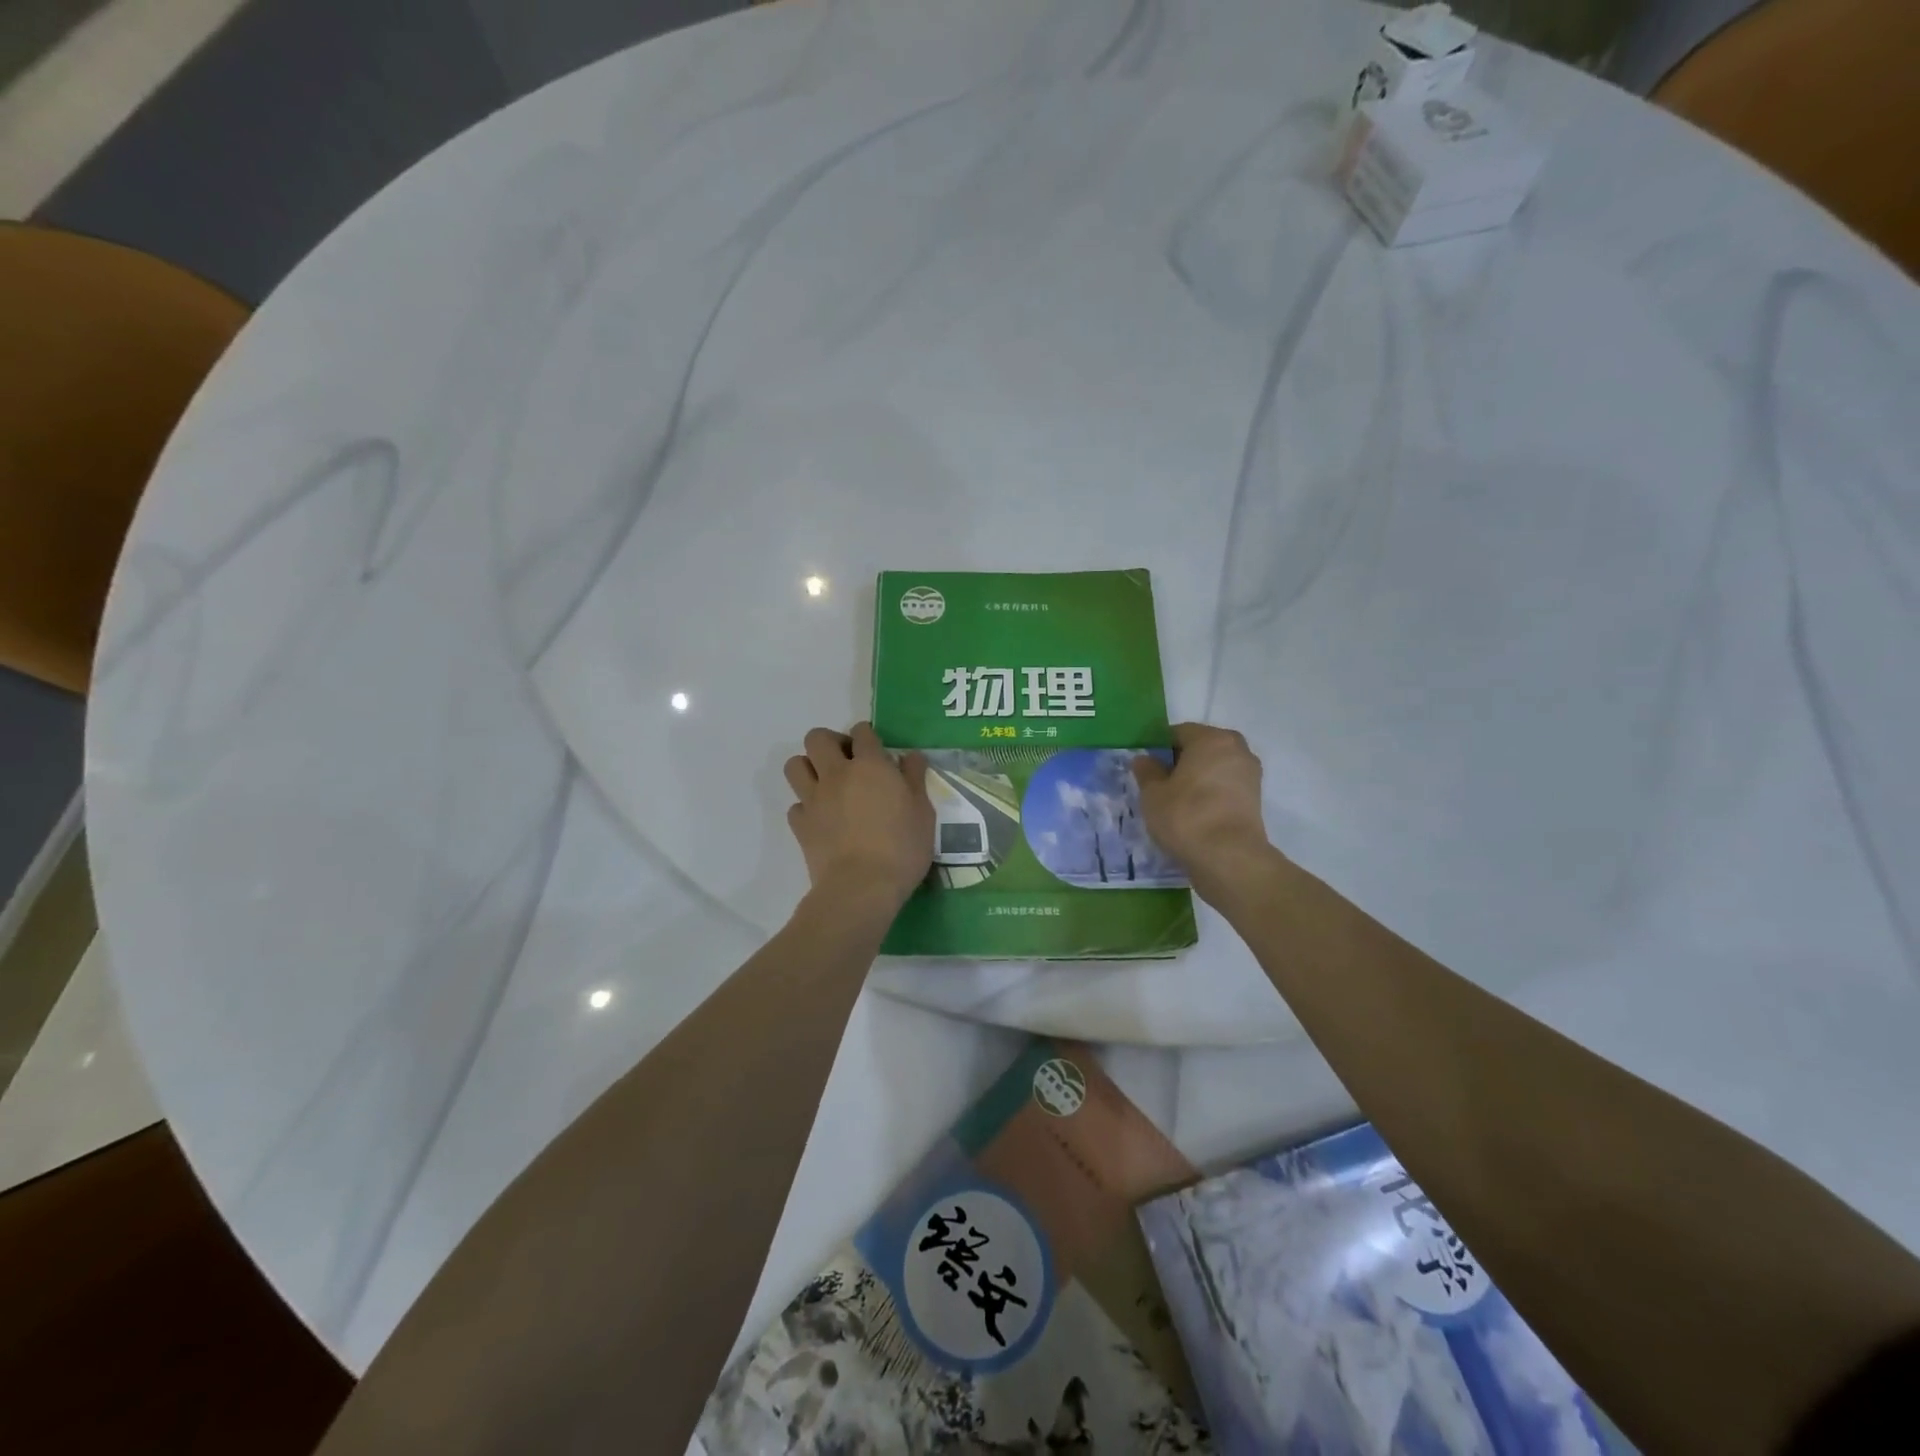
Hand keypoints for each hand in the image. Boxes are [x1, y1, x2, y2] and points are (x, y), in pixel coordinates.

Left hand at [784, 723, 932, 906]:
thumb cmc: (902, 848)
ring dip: (808, 767)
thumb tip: (910, 756)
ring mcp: (814, 799)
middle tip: (846, 761)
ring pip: (795, 765)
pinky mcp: (800, 825)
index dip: (867, 735)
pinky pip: (795, 805)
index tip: (875, 749)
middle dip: (830, 742)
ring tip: (826, 783)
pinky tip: (821, 818)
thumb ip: (915, 779)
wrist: (862, 887)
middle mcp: (837, 774)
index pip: (862, 732)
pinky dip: (806, 807)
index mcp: (870, 765)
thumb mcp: (923, 812)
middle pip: (817, 738)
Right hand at [1133, 723, 1272, 889]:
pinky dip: (1209, 795)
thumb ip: (1147, 771)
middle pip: (1200, 749)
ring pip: (1213, 770)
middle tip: (1157, 785)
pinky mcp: (1254, 800)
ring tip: (1174, 802)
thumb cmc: (1186, 816)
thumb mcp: (1153, 793)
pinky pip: (1224, 788)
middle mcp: (1237, 749)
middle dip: (1179, 763)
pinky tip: (1192, 814)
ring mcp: (1250, 775)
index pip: (1178, 732)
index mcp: (1212, 739)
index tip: (1145, 768)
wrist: (1229, 858)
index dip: (1158, 748)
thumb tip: (1144, 759)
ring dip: (1195, 780)